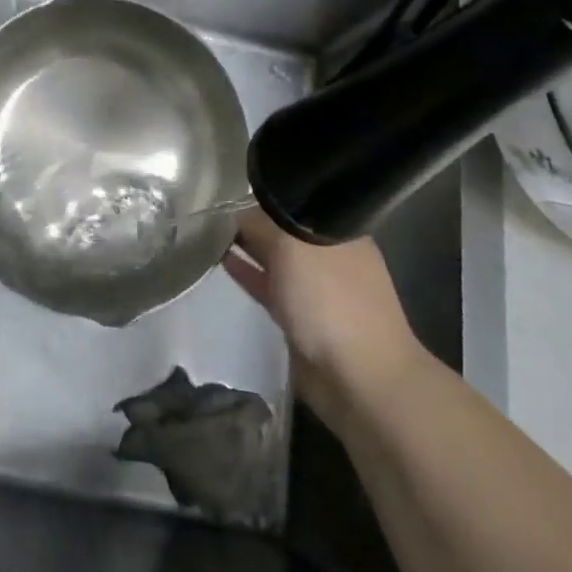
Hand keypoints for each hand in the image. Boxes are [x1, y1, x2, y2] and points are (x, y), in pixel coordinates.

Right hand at [225, 209, 427, 428]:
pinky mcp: (304, 320)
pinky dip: (251, 276)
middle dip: (253, 222)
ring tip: (211, 236)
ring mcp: (319, 291)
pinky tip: (226, 264)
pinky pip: (272, 290)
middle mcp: (331, 257)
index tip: (231, 192)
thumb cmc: (329, 300)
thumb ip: (260, 226)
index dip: (264, 197)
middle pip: (285, 231)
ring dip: (249, 250)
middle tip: (213, 211)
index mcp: (339, 232)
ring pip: (278, 262)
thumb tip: (237, 214)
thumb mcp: (289, 247)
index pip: (295, 203)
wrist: (360, 379)